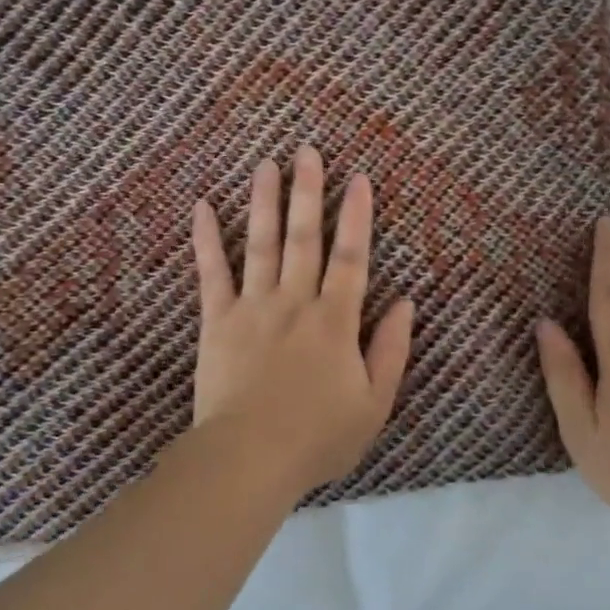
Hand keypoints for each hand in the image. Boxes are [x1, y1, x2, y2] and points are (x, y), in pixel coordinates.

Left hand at [191, 146, 414, 496]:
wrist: (249, 458)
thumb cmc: (317, 437)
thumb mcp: (374, 404)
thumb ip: (391, 350)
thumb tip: (406, 303)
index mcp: (335, 321)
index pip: (352, 258)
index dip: (357, 217)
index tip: (359, 178)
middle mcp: (295, 302)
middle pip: (304, 238)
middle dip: (309, 192)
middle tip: (308, 151)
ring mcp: (253, 308)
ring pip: (261, 244)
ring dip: (265, 201)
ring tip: (267, 164)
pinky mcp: (217, 321)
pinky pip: (211, 273)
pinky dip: (207, 239)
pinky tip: (203, 206)